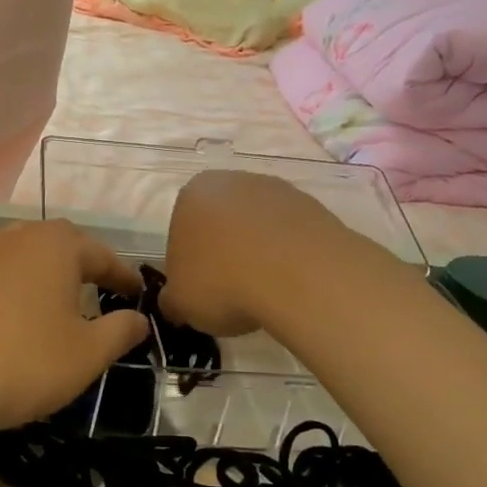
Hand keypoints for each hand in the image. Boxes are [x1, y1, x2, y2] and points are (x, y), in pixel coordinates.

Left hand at [0, 219, 148, 433]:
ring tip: (61, 301)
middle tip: (101, 289)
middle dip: (84, 265)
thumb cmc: (25, 362)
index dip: (122, 275)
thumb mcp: (87, 354)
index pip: (101, 254)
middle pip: (60, 244)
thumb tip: (140, 319)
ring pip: (26, 256)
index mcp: (55, 246)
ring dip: (48, 274)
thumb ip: (120, 331)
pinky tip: (18, 316)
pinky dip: (18, 288)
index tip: (138, 294)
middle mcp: (17, 238)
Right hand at [160, 171, 338, 335]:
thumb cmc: (223, 282)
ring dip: (259, 253)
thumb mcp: (180, 303)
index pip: (181, 231)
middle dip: (225, 253)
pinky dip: (289, 257)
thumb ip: (172, 300)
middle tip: (231, 293)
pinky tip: (293, 284)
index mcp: (192, 194)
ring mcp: (277, 190)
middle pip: (222, 223)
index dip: (190, 265)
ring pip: (259, 227)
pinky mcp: (314, 206)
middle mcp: (232, 181)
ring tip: (266, 292)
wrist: (300, 276)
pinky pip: (292, 235)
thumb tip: (175, 304)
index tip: (201, 291)